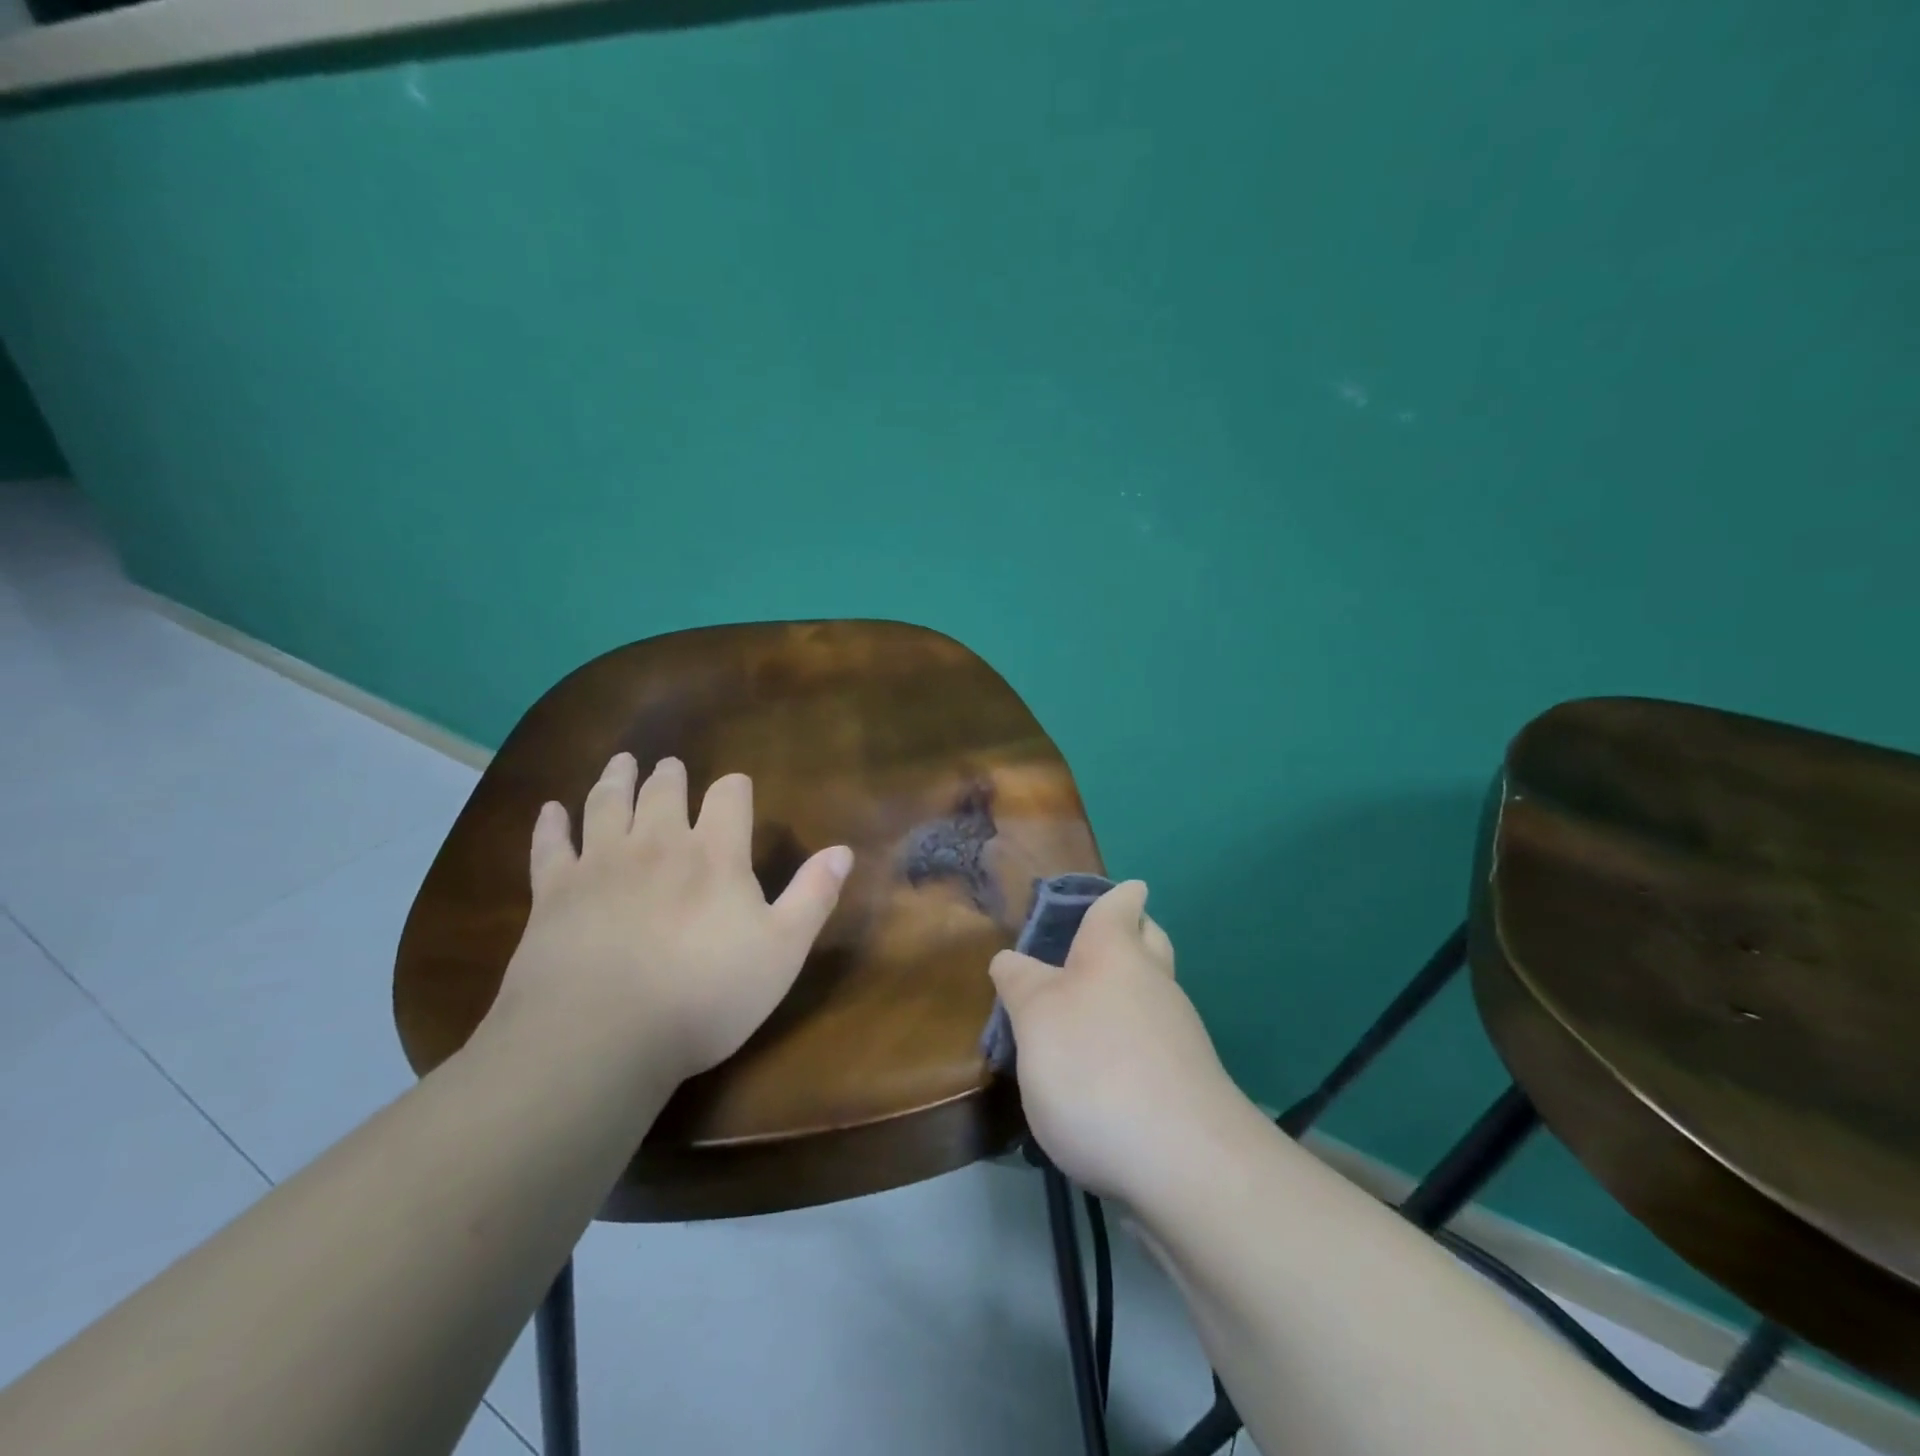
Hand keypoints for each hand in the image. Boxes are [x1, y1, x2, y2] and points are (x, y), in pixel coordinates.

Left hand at [487, 753, 852, 1085]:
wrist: (600, 1036)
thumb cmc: (705, 995)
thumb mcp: (782, 951)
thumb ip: (813, 895)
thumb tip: (843, 850)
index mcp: (715, 854)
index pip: (729, 796)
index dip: (735, 788)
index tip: (736, 789)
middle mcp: (658, 843)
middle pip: (663, 791)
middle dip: (670, 775)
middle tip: (669, 766)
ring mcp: (601, 863)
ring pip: (607, 803)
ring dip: (616, 779)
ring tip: (621, 763)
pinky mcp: (554, 891)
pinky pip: (551, 845)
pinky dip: (551, 824)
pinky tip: (550, 810)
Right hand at [989, 881, 1241, 1205]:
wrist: (1183, 1163)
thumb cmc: (1095, 1066)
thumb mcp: (1034, 1018)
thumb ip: (1020, 983)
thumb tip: (1011, 961)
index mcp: (1116, 952)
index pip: (1121, 904)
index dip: (1117, 896)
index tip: (1109, 897)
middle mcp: (1154, 983)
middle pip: (1150, 944)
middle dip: (1130, 938)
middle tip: (1090, 951)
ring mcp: (1179, 1036)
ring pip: (1153, 997)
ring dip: (1125, 999)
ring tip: (1079, 1021)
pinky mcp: (1188, 1087)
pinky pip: (1155, 1046)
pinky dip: (1131, 1047)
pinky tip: (1101, 1078)